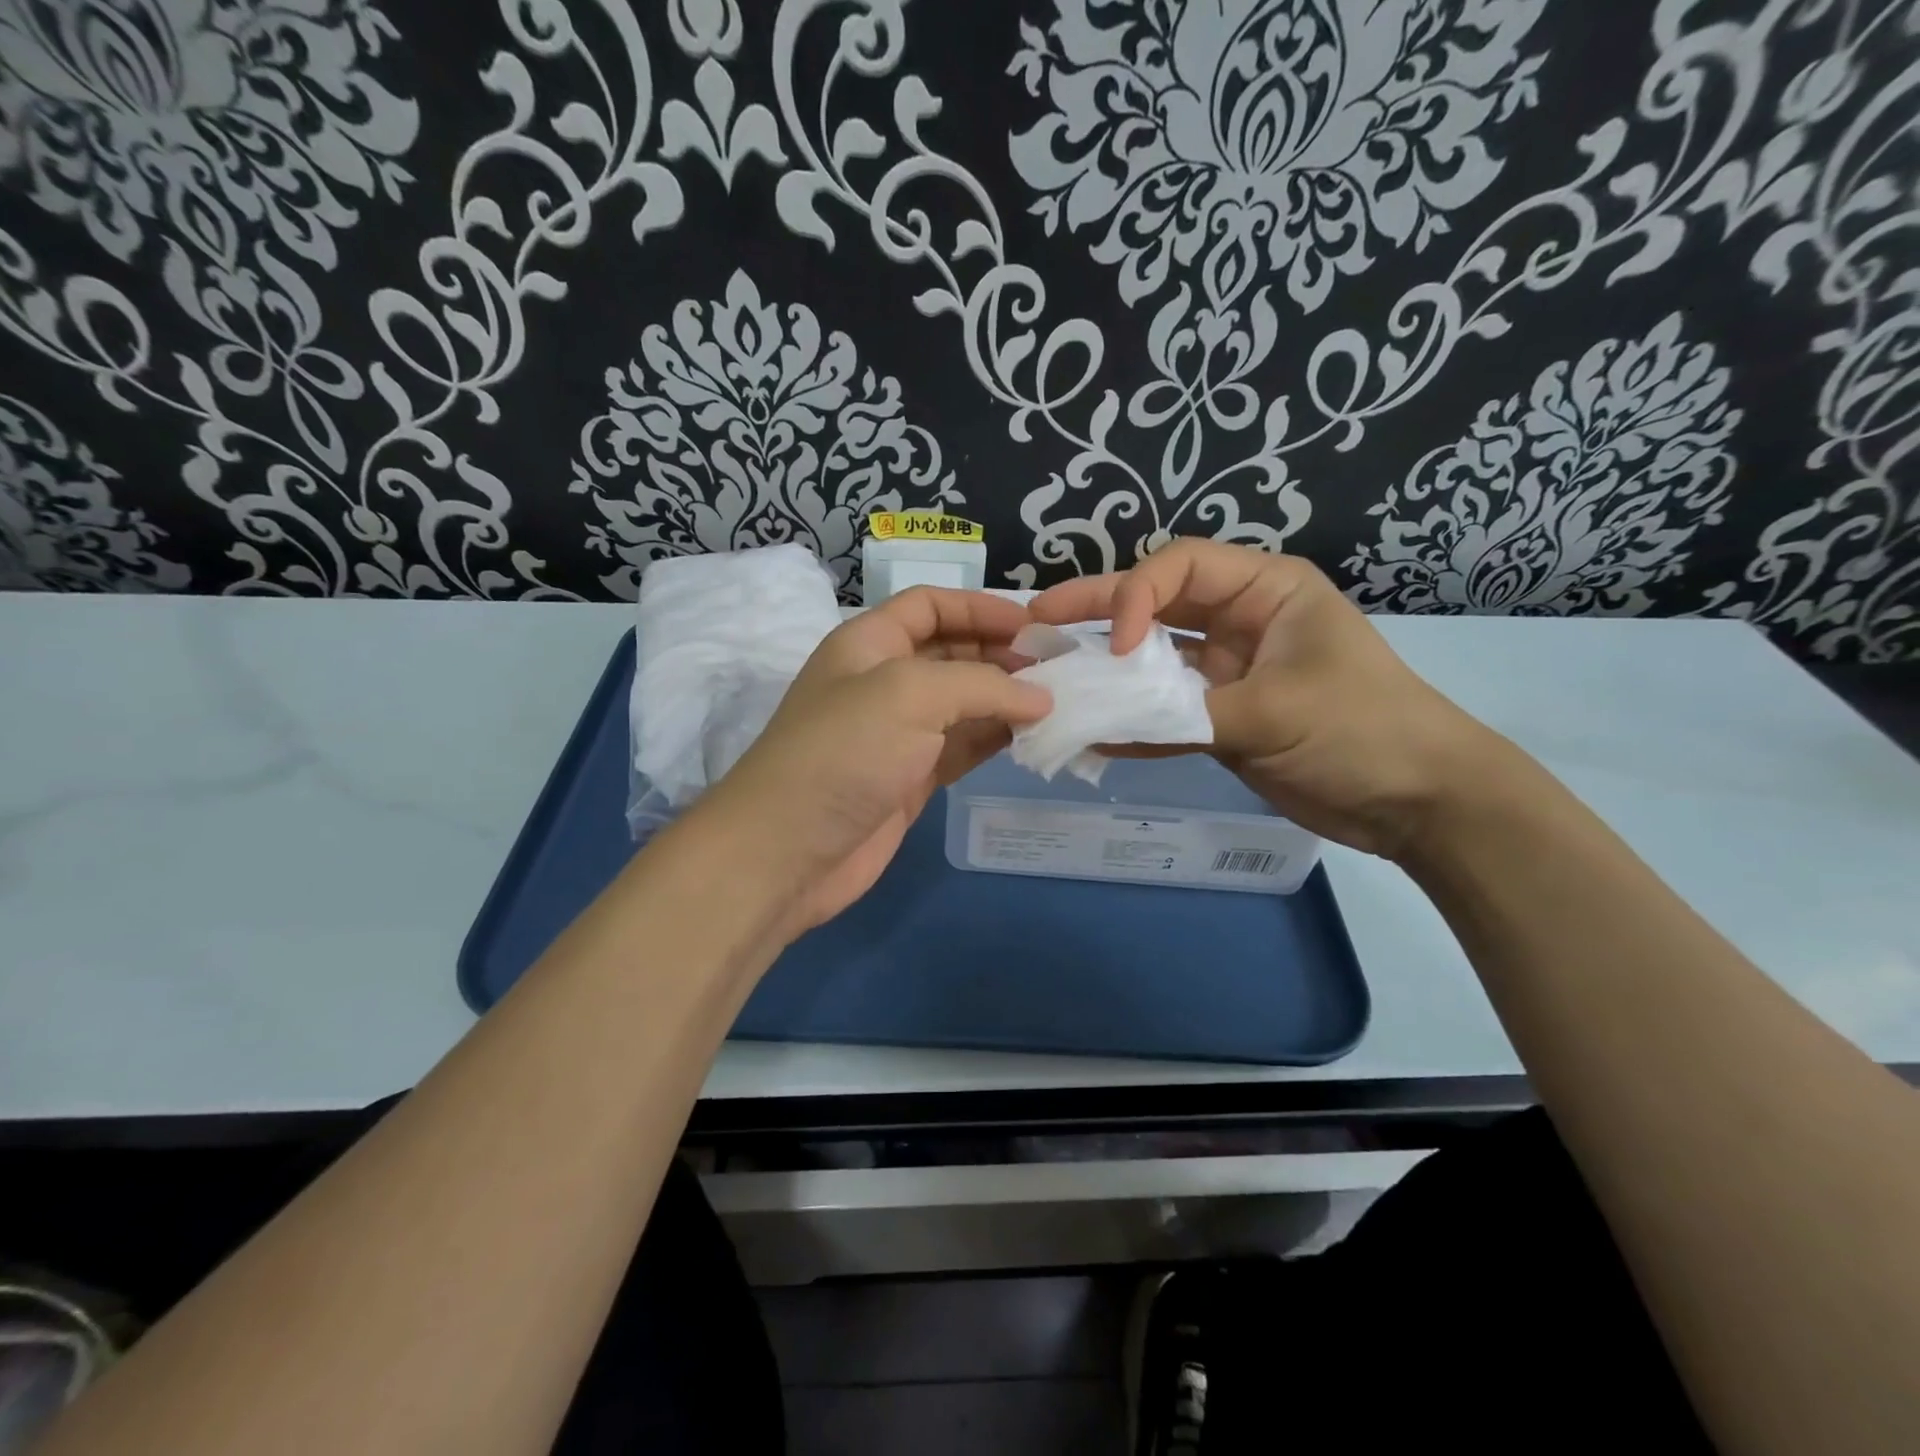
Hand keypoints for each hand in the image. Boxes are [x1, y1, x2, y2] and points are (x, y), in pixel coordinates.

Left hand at [692, 588, 1050, 935]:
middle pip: (952, 651)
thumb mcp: (910, 695)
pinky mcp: (912, 778)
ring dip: (1006, 699)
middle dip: (1001, 653)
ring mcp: (898, 733)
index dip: (980, 607)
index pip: (929, 605)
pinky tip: (1032, 736)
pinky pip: (963, 746)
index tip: (1033, 625)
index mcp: (869, 643)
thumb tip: (1041, 698)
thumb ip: (982, 685)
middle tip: (1057, 668)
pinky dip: (996, 738)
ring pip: (963, 702)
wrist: (788, 852)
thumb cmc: (844, 753)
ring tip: (1057, 701)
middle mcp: (884, 681)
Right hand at [1029, 539, 1495, 859]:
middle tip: (1035, 618)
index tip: (1116, 645)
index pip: (1180, 567)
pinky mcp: (1220, 720)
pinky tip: (1090, 735)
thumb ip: (1184, 714)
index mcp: (1264, 591)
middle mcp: (1238, 623)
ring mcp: (1226, 674)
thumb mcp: (1277, 709)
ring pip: (1152, 663)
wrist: (1417, 804)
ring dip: (1106, 673)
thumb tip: (1102, 724)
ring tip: (1049, 676)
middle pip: (1154, 606)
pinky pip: (1164, 714)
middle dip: (1095, 611)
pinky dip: (1131, 725)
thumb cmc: (1364, 730)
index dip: (1134, 595)